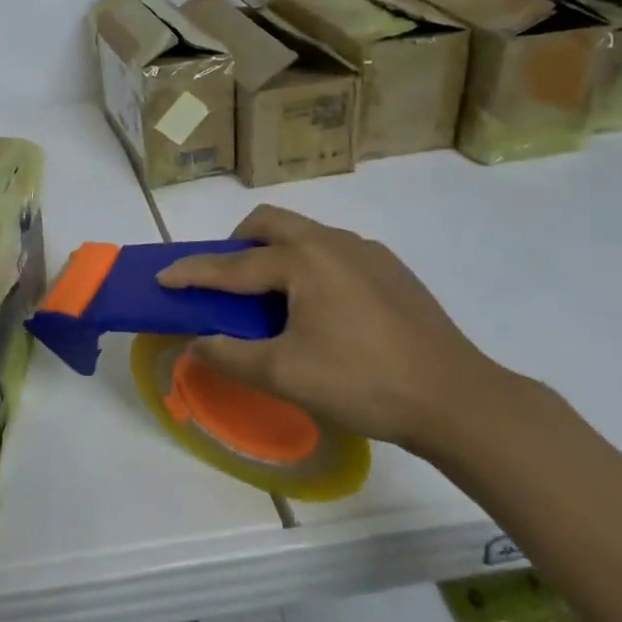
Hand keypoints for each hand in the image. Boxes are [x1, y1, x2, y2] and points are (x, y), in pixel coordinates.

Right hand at [156, 204, 517, 449]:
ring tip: (275, 296)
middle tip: (227, 278)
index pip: (233, 265)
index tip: (163, 277)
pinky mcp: (391, 268)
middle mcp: (331, 242)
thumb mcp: (286, 375)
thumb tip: (195, 344)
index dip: (194, 273)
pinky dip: (310, 264)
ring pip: (305, 233)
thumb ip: (231, 356)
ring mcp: (366, 251)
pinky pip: (334, 251)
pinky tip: (323, 307)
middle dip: (238, 242)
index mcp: (302, 260)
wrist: (458, 399)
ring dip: (276, 252)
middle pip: (270, 222)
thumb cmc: (364, 382)